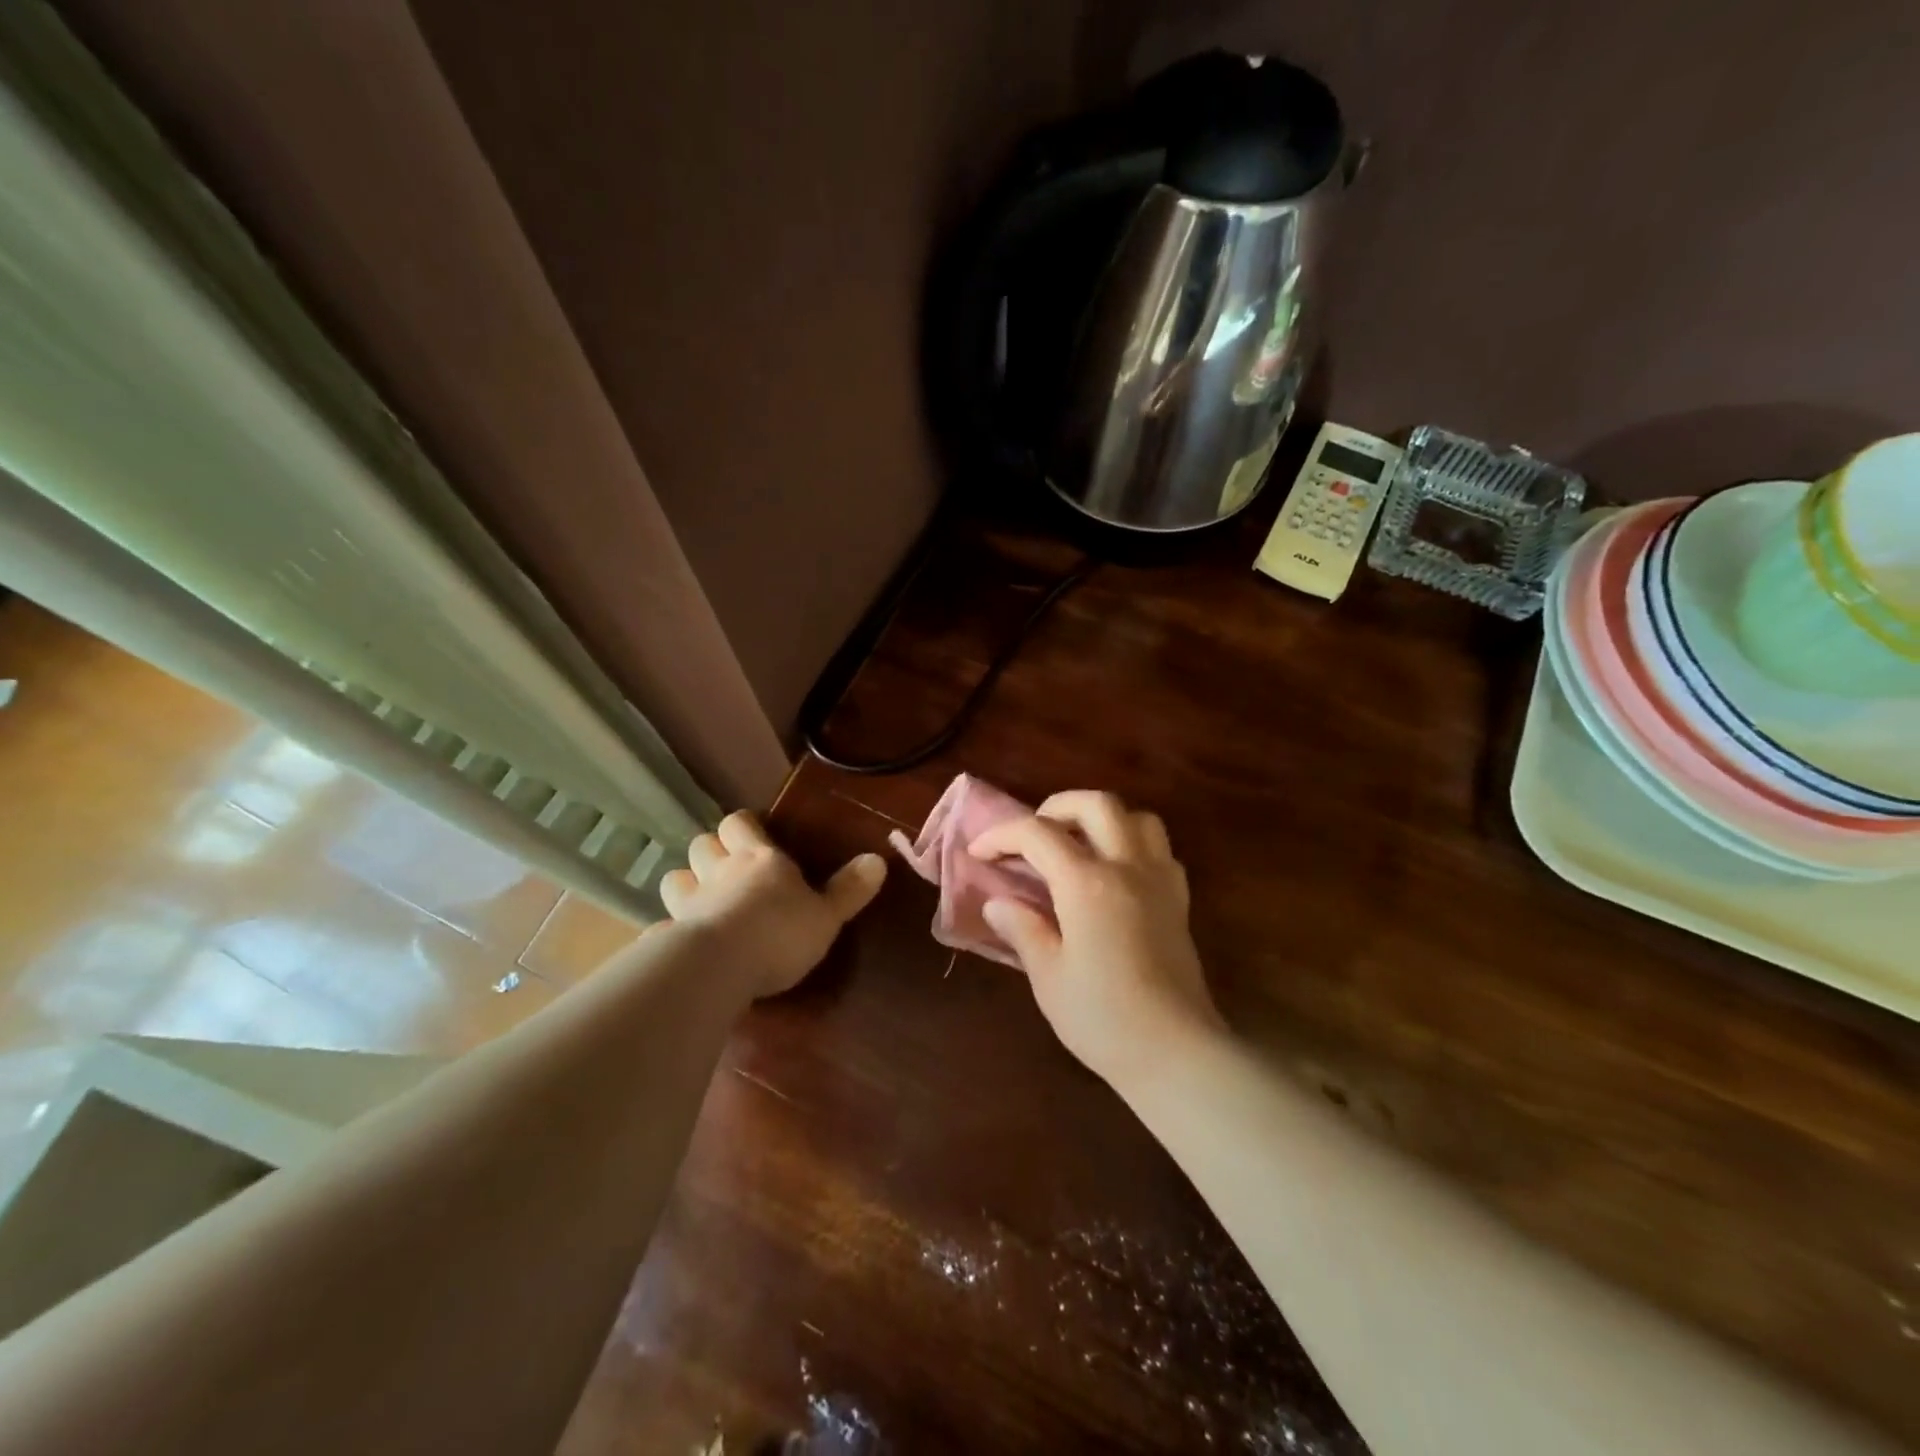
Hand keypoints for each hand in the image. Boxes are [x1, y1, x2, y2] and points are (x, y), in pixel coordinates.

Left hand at [658, 811, 885, 998]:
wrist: (721, 967)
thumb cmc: (780, 933)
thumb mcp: (827, 915)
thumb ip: (850, 889)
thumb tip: (879, 859)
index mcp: (758, 859)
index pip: (739, 823)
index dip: (744, 825)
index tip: (754, 832)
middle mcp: (719, 872)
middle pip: (702, 844)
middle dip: (712, 851)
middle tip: (728, 867)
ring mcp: (689, 903)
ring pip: (675, 877)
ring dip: (686, 883)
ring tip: (702, 900)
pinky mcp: (669, 935)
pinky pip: (663, 924)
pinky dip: (670, 928)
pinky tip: (680, 941)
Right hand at [968, 791, 1225, 1089]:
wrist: (1176, 1054)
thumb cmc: (1103, 1019)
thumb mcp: (1048, 976)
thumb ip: (1023, 928)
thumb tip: (997, 902)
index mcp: (1088, 883)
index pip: (1038, 834)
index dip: (1002, 835)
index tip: (978, 852)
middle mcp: (1128, 867)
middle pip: (1096, 804)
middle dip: (1056, 807)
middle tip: (1031, 835)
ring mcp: (1160, 880)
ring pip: (1136, 817)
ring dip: (1101, 819)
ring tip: (1076, 844)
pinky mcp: (1179, 900)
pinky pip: (1159, 849)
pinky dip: (1132, 844)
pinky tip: (1114, 873)